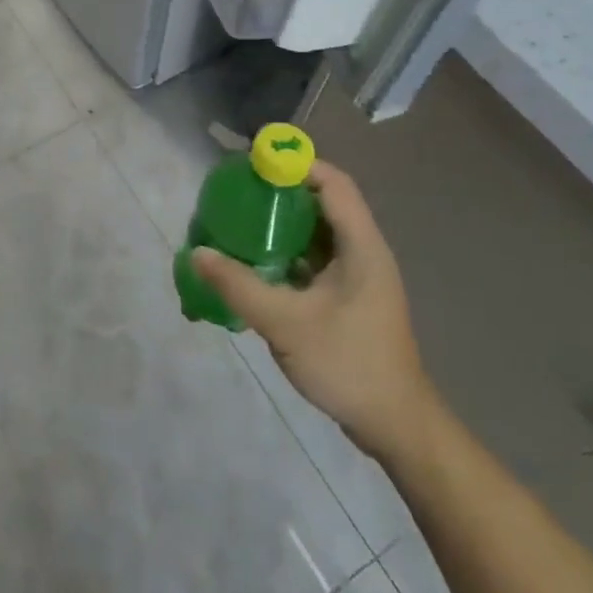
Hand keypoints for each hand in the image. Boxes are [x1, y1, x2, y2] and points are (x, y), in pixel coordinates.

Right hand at [193, 160, 435, 464]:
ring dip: (279, 224)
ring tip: (237, 223)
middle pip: (320, 202)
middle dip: (278, 193)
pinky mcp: (346, 297)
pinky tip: (253, 263)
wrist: (395, 426)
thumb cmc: (349, 365)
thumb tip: (196, 253)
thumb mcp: (287, 324)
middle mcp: (362, 251)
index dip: (295, 165)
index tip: (253, 165)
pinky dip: (284, 253)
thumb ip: (239, 286)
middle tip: (235, 194)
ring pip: (314, 232)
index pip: (332, 182)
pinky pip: (312, 259)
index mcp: (361, 246)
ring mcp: (356, 276)